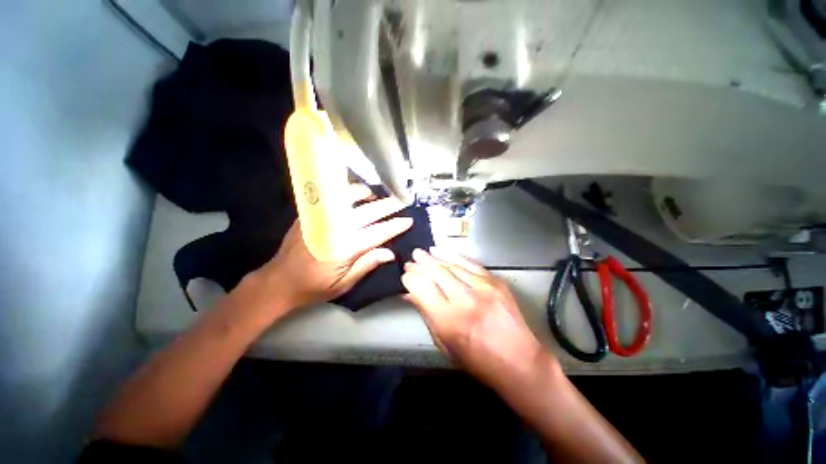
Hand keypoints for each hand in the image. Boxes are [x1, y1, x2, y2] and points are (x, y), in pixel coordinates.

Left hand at [254, 184, 412, 311]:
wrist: (278, 281)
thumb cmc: (314, 287)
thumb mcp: (344, 284)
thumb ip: (367, 265)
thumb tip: (390, 253)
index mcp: (344, 248)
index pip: (377, 233)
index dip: (395, 226)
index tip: (408, 220)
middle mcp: (335, 228)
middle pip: (368, 212)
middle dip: (387, 206)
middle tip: (401, 201)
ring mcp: (321, 218)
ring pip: (349, 197)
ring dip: (366, 194)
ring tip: (377, 196)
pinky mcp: (310, 214)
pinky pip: (333, 197)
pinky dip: (348, 193)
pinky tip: (355, 196)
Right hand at [401, 248, 555, 385]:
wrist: (519, 361)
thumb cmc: (477, 360)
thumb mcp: (444, 343)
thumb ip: (426, 314)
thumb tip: (410, 294)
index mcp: (449, 320)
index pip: (421, 288)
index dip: (410, 279)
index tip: (405, 277)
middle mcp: (464, 299)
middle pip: (435, 272)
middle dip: (420, 265)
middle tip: (410, 261)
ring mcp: (482, 287)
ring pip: (451, 265)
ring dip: (433, 258)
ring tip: (421, 253)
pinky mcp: (495, 281)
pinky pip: (469, 263)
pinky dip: (452, 255)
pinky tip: (440, 251)